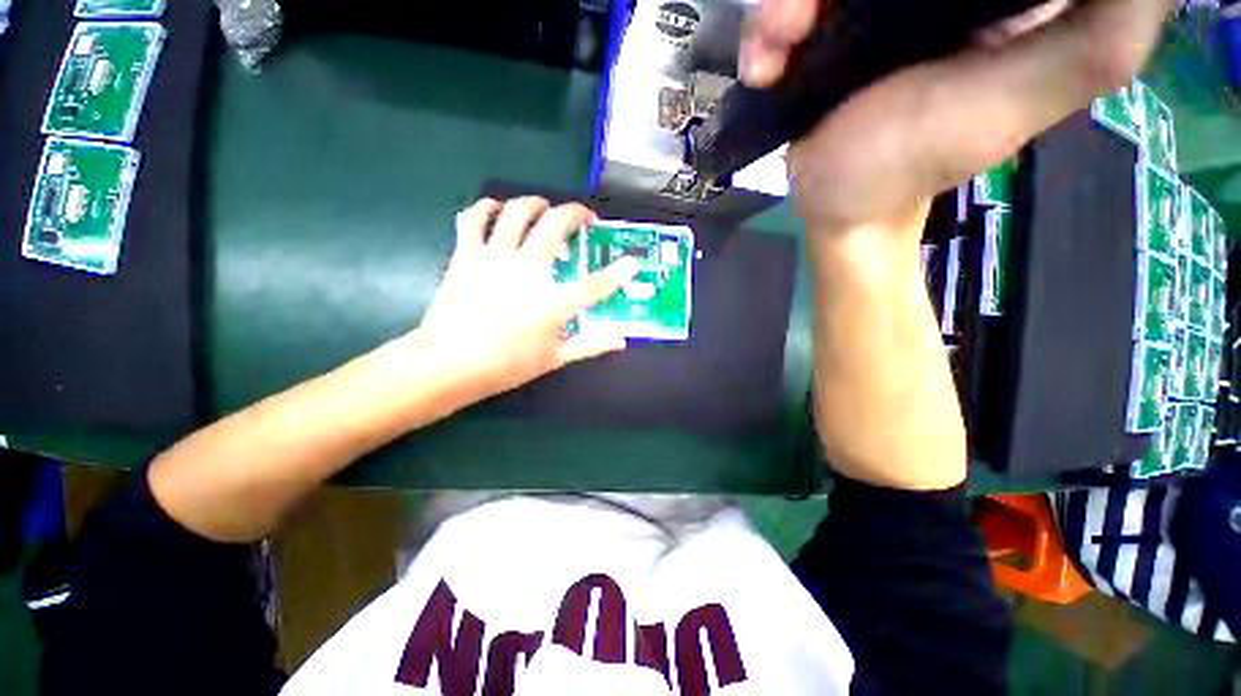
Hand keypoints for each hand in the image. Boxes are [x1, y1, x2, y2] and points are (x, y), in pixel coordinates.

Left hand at [408, 197, 637, 406]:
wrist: (446, 365)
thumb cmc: (504, 366)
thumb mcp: (553, 359)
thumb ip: (589, 345)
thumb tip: (621, 340)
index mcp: (550, 303)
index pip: (594, 284)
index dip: (618, 272)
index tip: (632, 262)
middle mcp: (525, 271)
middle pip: (555, 227)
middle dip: (576, 214)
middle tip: (584, 219)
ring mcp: (493, 258)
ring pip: (517, 212)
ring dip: (536, 203)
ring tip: (545, 209)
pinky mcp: (466, 255)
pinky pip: (475, 218)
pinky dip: (486, 208)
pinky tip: (497, 209)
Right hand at [741, 0, 1170, 233]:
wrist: (839, 208)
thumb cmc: (916, 161)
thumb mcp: (1023, 99)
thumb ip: (1098, 34)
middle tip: (800, 24)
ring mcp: (868, 4)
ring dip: (783, 8)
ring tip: (775, 55)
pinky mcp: (821, 31)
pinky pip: (786, 10)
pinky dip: (765, 33)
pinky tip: (764, 68)